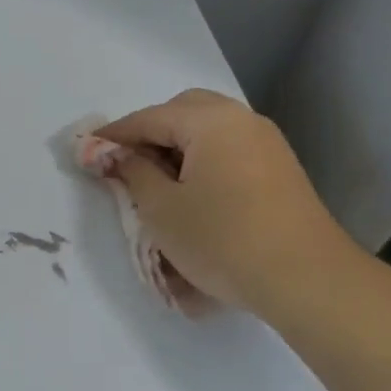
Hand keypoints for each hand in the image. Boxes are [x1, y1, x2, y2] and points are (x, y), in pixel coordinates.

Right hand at [96, 89, 354, 314]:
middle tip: (126, 163)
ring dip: (178, 146)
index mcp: (209, 121)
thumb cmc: (222, 240)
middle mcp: (241, 120)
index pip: (148, 118)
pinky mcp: (280, 169)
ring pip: (210, 129)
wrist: (305, 278)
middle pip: (184, 111)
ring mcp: (266, 143)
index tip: (85, 150)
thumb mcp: (161, 209)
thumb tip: (115, 155)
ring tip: (156, 181)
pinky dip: (204, 159)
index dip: (113, 135)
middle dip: (150, 132)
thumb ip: (132, 173)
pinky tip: (193, 191)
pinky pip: (230, 149)